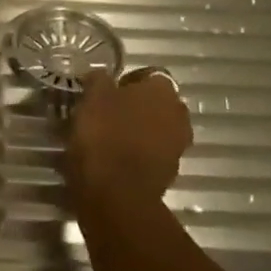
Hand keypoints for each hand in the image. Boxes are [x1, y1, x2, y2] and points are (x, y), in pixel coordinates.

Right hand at [65, 67, 191, 213]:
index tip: (108, 91)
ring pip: (156, 130)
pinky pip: (152, 155)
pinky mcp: (169, 175)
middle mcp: (178, 115)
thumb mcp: (92, 97)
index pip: (149, 75)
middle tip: (108, 113)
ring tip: (108, 137)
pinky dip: (137, 155)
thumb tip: (101, 76)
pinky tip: (114, 159)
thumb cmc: (104, 134)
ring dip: (138, 131)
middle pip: (156, 104)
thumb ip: (99, 80)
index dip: (128, 81)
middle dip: (136, 107)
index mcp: (163, 90)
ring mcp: (177, 147)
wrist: (116, 195)